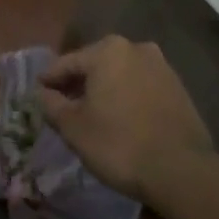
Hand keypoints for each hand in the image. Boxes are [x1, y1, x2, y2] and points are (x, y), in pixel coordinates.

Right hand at [36, 36, 213, 200]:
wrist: (180, 170)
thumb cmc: (118, 143)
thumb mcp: (73, 127)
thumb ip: (52, 105)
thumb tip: (43, 94)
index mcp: (107, 50)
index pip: (67, 63)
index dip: (49, 80)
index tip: (37, 93)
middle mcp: (136, 48)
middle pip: (95, 65)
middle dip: (78, 83)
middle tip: (63, 105)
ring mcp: (162, 67)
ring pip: (120, 75)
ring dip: (104, 89)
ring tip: (92, 113)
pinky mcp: (179, 88)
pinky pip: (141, 87)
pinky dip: (126, 97)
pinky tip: (120, 118)